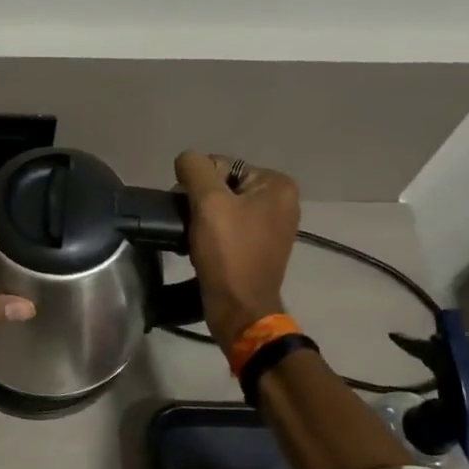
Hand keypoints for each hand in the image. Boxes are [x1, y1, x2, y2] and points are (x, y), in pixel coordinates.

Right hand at [173, 152, 301, 350]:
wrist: (239, 308)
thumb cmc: (228, 252)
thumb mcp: (208, 202)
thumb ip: (195, 169)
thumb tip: (186, 160)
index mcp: (277, 185)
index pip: (222, 165)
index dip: (198, 183)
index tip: (189, 208)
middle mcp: (282, 201)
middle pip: (223, 186)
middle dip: (200, 202)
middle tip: (189, 223)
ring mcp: (273, 226)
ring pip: (223, 208)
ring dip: (203, 219)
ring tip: (193, 238)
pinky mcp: (260, 248)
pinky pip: (229, 228)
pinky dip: (212, 235)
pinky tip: (201, 248)